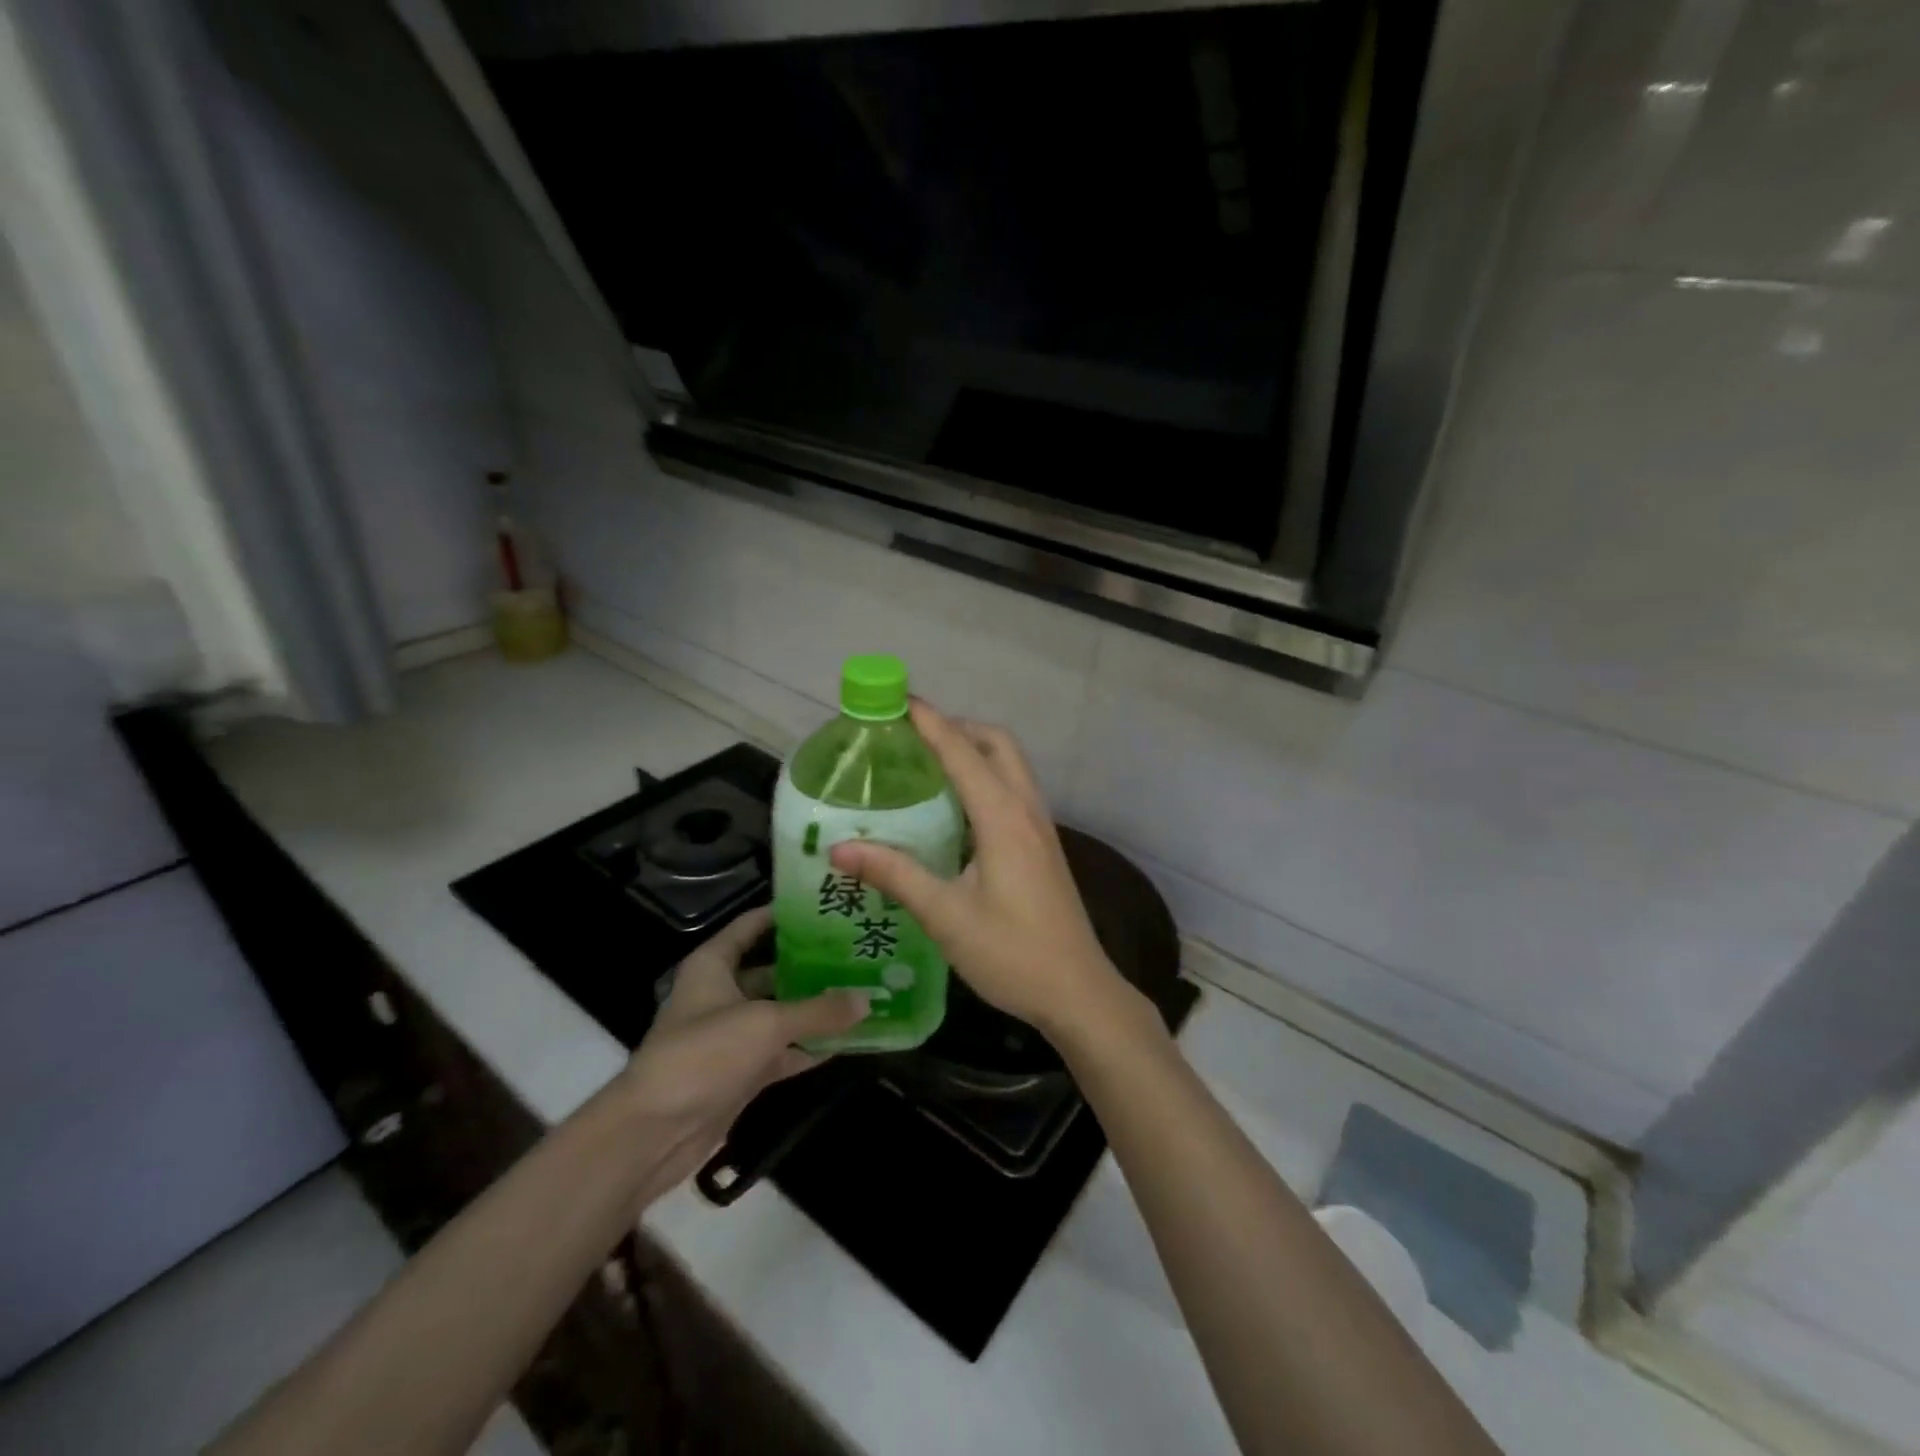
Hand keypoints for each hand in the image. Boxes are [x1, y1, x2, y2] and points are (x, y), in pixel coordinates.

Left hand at [616, 906, 866, 1201]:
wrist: (655, 1133)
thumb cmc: (704, 1055)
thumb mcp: (767, 1024)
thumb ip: (819, 1011)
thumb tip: (868, 999)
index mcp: (714, 965)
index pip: (752, 925)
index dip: (785, 914)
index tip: (826, 907)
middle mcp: (722, 993)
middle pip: (773, 969)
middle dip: (812, 964)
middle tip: (857, 952)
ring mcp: (732, 1035)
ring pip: (781, 1012)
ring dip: (815, 1008)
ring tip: (861, 991)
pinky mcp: (741, 1071)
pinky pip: (783, 1051)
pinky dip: (809, 1047)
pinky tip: (847, 1040)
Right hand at [828, 702, 1137, 1040]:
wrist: (1078, 992)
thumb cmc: (1011, 953)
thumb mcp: (945, 915)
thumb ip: (895, 874)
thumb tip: (839, 847)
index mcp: (1003, 817)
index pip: (961, 751)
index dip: (930, 721)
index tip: (898, 699)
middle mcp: (1026, 810)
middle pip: (996, 744)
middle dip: (957, 727)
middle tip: (913, 736)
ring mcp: (1041, 827)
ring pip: (1010, 765)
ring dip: (974, 750)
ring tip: (928, 763)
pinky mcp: (1043, 846)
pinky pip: (1014, 790)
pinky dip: (985, 778)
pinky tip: (956, 808)